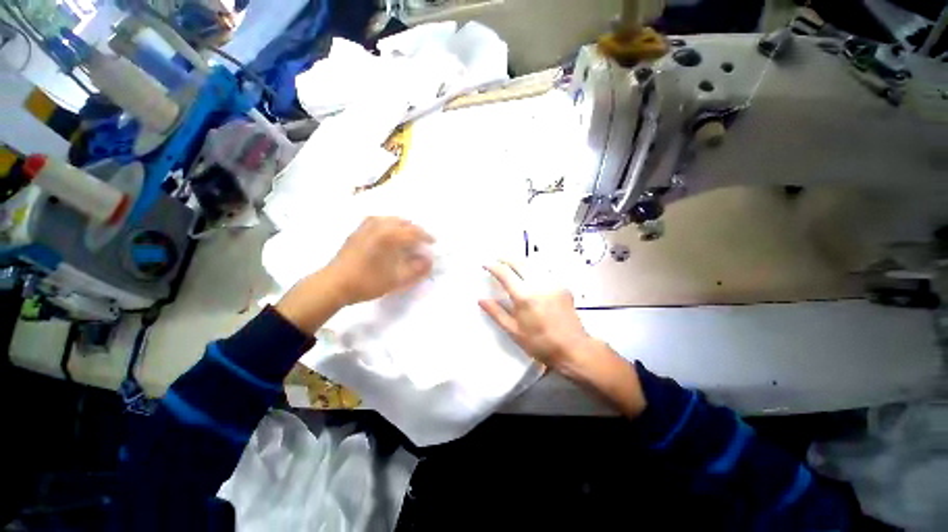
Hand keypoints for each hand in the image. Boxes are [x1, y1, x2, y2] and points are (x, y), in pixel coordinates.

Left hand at [326, 216, 434, 305]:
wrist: (334, 283)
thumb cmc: (368, 281)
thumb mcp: (397, 279)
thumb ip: (416, 269)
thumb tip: (429, 260)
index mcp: (390, 236)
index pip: (414, 232)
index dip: (426, 236)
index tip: (434, 242)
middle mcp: (379, 226)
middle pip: (403, 222)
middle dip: (415, 229)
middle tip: (421, 240)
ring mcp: (366, 226)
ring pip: (390, 219)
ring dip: (402, 225)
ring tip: (407, 235)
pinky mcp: (357, 231)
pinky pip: (378, 220)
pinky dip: (388, 224)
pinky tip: (388, 233)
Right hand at [478, 261, 593, 374]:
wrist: (573, 348)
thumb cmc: (540, 343)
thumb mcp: (514, 331)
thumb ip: (496, 313)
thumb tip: (481, 299)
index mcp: (524, 296)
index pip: (505, 273)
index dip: (493, 266)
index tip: (485, 264)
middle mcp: (539, 284)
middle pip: (519, 263)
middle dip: (506, 258)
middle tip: (497, 258)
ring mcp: (553, 283)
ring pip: (533, 265)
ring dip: (520, 262)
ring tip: (511, 264)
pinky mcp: (562, 286)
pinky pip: (544, 272)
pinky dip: (533, 269)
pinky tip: (530, 274)